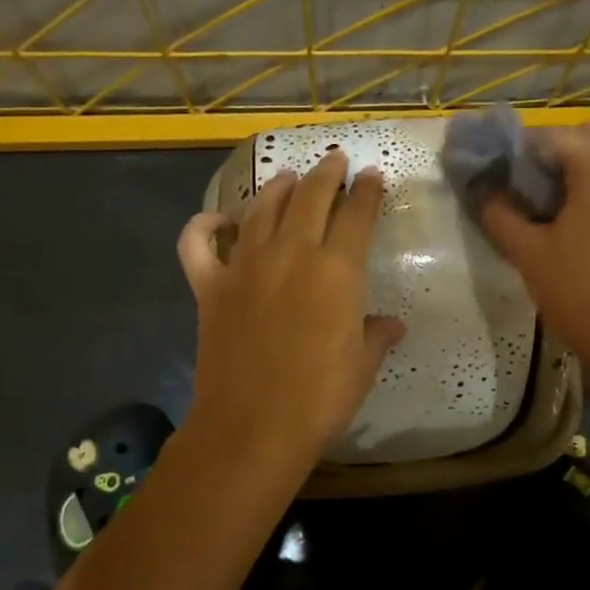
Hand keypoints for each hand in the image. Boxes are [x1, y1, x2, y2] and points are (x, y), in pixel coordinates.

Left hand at [177, 150, 405, 475]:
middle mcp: (291, 253)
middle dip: (327, 173)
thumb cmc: (319, 399)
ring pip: (261, 209)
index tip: (372, 175)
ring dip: (279, 188)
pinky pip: (198, 244)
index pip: (357, 214)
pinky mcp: (209, 286)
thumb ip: (377, 335)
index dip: (367, 191)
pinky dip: (204, 226)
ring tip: (289, 178)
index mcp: (337, 270)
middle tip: (335, 161)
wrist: (252, 428)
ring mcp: (245, 266)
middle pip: (311, 196)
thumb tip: (391, 324)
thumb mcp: (362, 366)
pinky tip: (217, 220)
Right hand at [478, 120, 589, 382]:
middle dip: (556, 146)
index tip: (493, 168)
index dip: (516, 147)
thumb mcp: (529, 256)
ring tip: (552, 198)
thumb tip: (480, 189)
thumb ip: (499, 214)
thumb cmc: (584, 297)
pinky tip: (581, 217)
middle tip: (528, 180)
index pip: (551, 135)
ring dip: (583, 162)